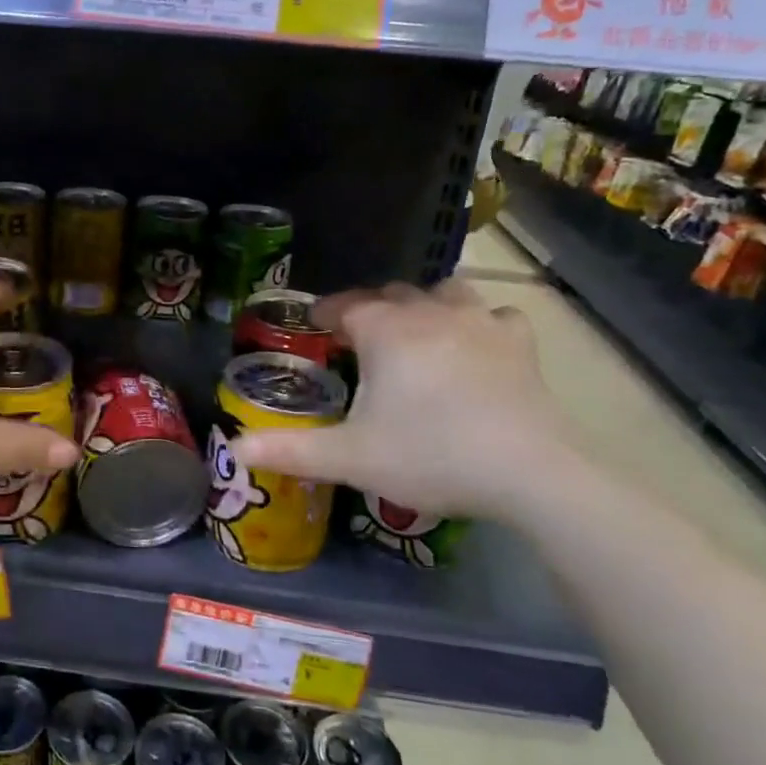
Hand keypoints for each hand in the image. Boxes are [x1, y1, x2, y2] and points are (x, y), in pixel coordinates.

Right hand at [228, 280, 578, 521]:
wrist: (529, 472)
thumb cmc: (430, 455)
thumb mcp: (350, 458)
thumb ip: (289, 450)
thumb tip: (235, 448)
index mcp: (385, 331)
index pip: (347, 305)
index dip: (327, 311)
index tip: (315, 321)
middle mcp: (429, 313)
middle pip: (393, 294)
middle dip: (371, 307)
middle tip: (359, 335)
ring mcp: (479, 323)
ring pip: (445, 292)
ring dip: (425, 304)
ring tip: (417, 329)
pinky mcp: (520, 343)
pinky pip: (495, 315)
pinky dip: (480, 323)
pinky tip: (478, 343)